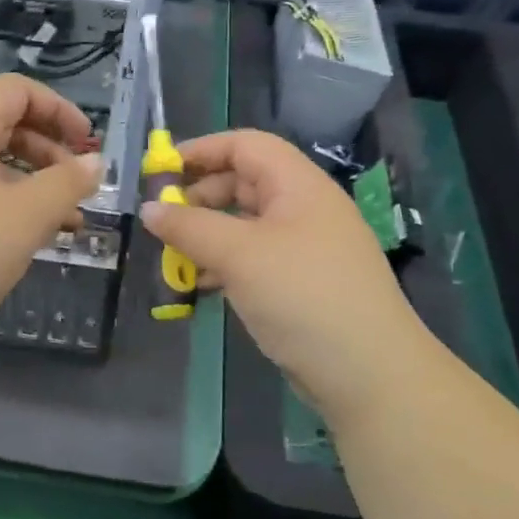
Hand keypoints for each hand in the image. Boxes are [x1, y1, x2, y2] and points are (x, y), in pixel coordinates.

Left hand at [0, 74, 100, 359]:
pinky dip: (1, 205)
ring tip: (64, 222)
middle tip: (78, 186)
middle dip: (48, 150)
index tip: (88, 144)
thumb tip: (95, 162)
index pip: (14, 90)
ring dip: (29, 184)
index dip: (59, 108)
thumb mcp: (24, 217)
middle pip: (0, 125)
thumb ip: (66, 184)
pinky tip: (22, 240)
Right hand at [140, 129, 422, 422]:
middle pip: (245, 182)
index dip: (201, 149)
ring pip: (247, 224)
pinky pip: (256, 258)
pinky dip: (226, 263)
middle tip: (164, 219)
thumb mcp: (239, 255)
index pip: (245, 145)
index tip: (160, 170)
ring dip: (209, 234)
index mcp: (299, 185)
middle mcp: (305, 208)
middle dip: (201, 195)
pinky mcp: (303, 283)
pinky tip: (203, 285)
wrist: (369, 373)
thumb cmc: (302, 296)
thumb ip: (190, 227)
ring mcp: (307, 247)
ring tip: (175, 255)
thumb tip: (149, 208)